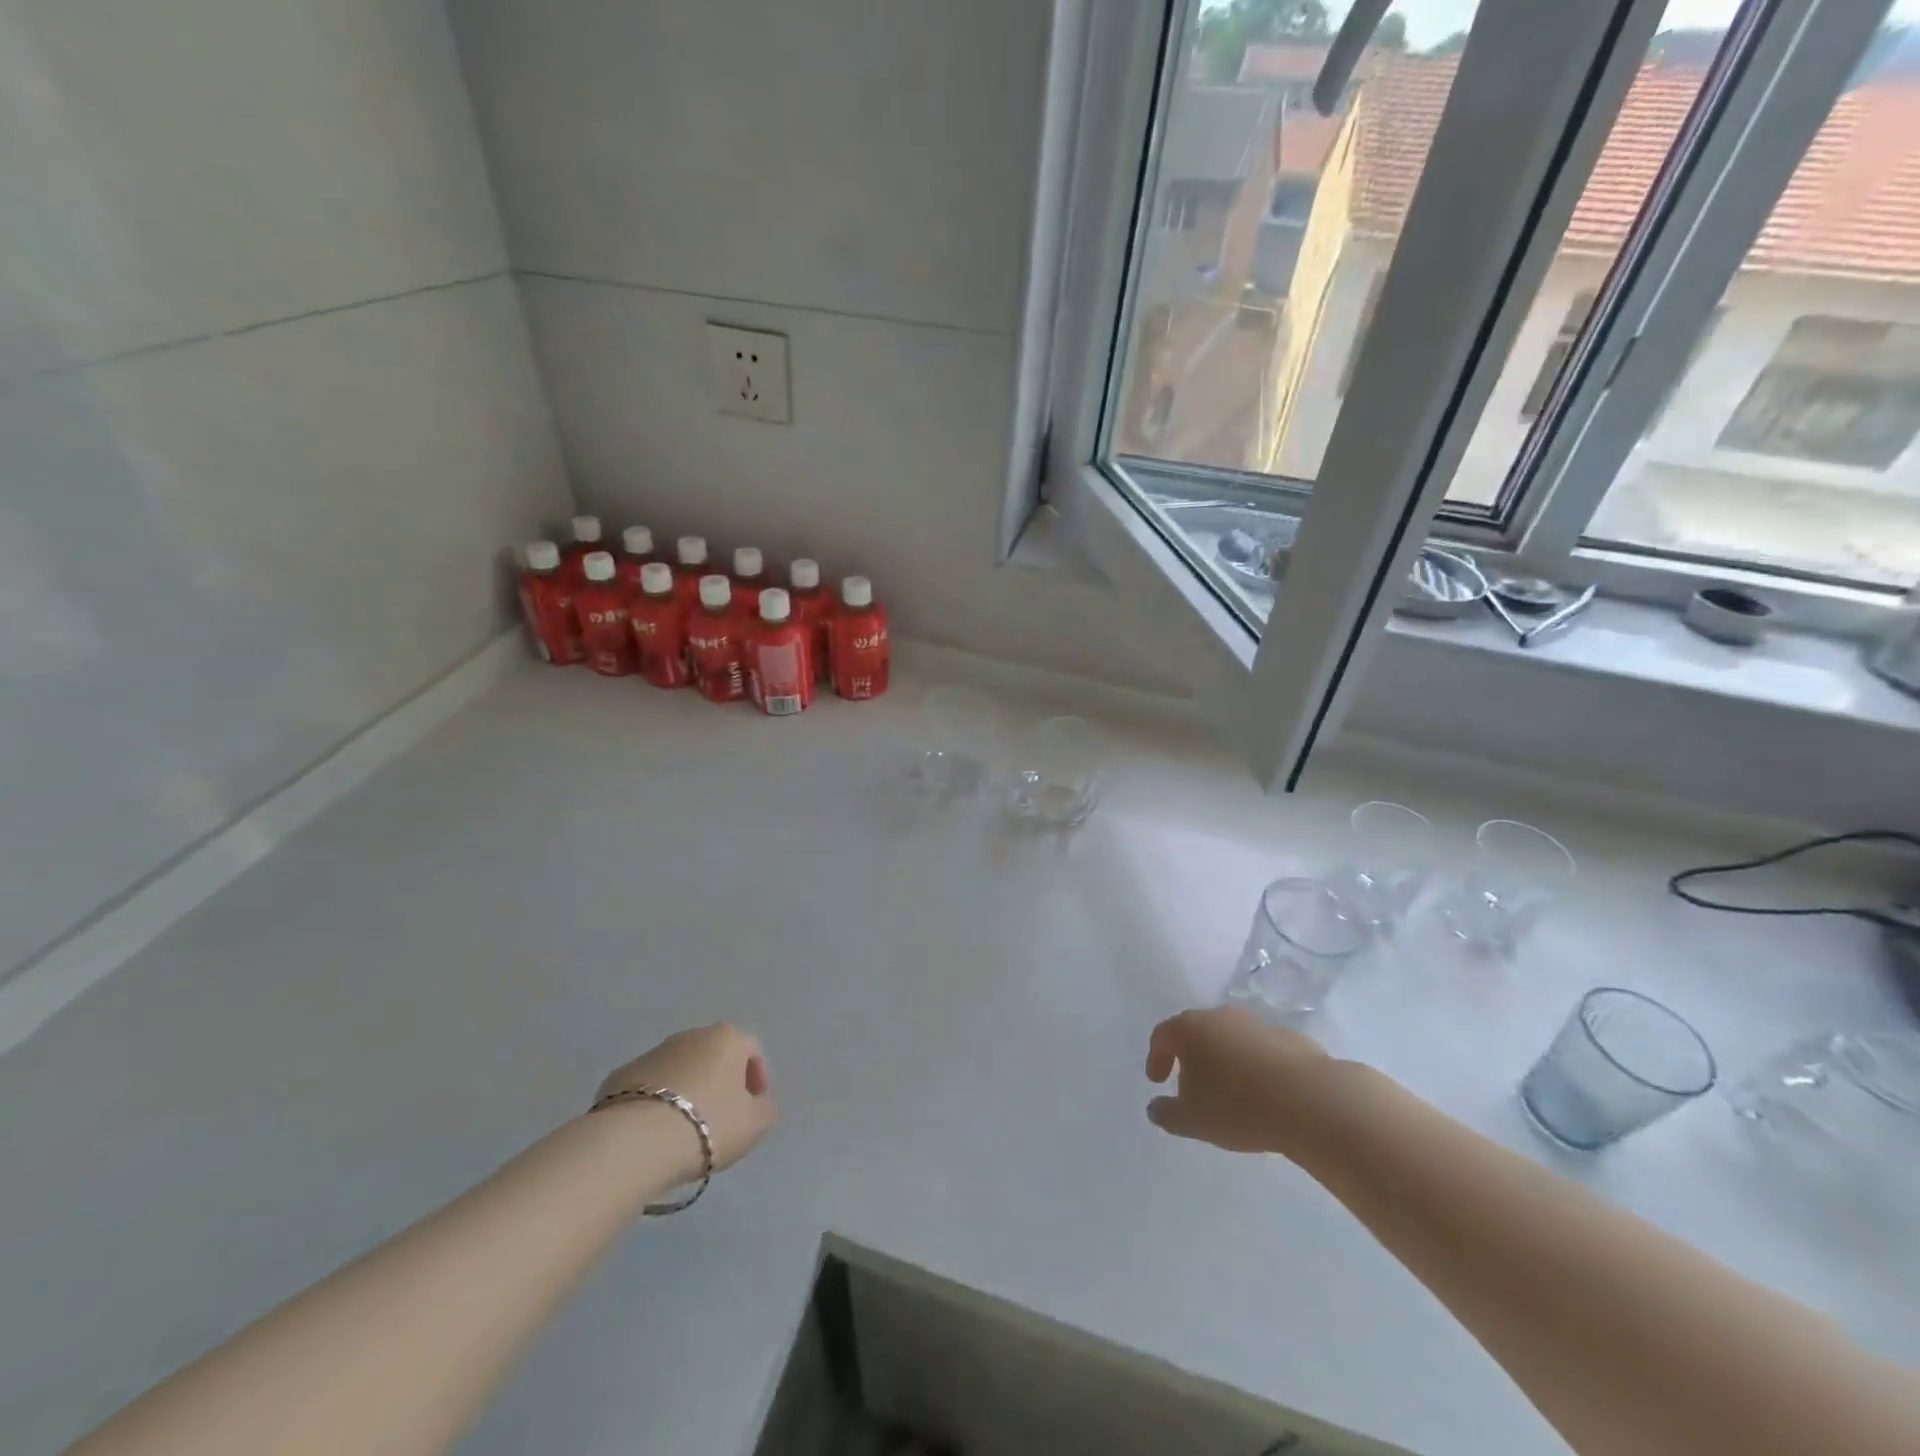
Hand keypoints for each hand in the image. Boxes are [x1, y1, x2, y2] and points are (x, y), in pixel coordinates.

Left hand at [596, 1024, 776, 1176]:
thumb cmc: (708, 1125)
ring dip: (686, 1091)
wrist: (637, 1141)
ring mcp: (652, 1053)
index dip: (756, 1080)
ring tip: (684, 1130)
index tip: (752, 1109)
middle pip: (713, 1056)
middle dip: (719, 1083)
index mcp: (727, 1038)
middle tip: (720, 1120)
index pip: (751, 1051)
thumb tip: (759, 1103)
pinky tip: (654, 1133)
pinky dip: (655, 1103)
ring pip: (679, 1070)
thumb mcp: (755, 1124)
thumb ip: (765, 1109)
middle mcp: (691, 1036)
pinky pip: (648, 1087)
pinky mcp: (620, 1076)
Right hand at [1145, 1007, 1330, 1153]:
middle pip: (1197, 1032)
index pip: (1163, 1035)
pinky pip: (1260, 1050)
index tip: (1157, 1081)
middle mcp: (1221, 1017)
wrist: (1311, 1101)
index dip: (1156, 1058)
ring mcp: (1257, 1024)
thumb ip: (1167, 1114)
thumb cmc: (1239, 1107)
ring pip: (1231, 1039)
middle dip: (1190, 1058)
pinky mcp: (1290, 1038)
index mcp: (1191, 1028)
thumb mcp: (1193, 1120)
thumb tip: (1155, 1108)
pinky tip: (1263, 1094)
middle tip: (1191, 1087)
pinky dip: (1254, 1066)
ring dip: (1224, 1060)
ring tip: (1230, 1093)